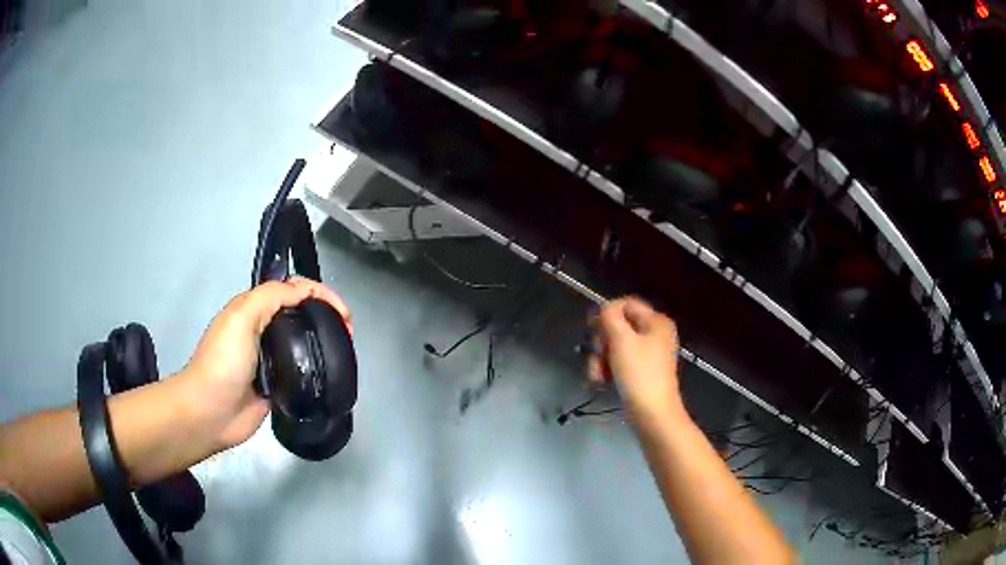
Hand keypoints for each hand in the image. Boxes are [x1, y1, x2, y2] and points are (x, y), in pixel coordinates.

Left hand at [180, 277, 352, 450]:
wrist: (212, 412)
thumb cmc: (224, 361)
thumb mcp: (241, 317)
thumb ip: (270, 297)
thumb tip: (304, 292)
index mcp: (254, 309)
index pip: (292, 290)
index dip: (320, 294)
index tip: (343, 313)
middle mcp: (263, 330)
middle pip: (301, 314)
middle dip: (327, 315)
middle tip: (347, 333)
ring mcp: (271, 359)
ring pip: (303, 342)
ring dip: (324, 341)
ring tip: (344, 351)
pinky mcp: (278, 384)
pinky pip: (302, 370)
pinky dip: (317, 367)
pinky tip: (330, 371)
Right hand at [587, 297, 681, 420]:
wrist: (652, 413)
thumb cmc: (639, 373)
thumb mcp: (622, 339)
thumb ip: (610, 316)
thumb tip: (605, 308)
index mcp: (656, 322)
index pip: (626, 304)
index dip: (606, 313)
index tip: (592, 328)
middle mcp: (655, 334)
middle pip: (619, 326)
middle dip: (602, 341)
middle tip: (597, 355)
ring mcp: (649, 354)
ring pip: (615, 345)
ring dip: (600, 358)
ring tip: (597, 374)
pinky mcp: (641, 371)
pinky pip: (620, 361)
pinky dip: (608, 369)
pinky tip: (601, 381)